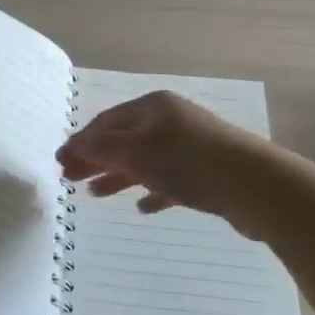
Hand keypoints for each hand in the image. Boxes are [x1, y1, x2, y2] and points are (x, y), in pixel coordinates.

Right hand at [57, 90, 282, 236]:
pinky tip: (142, 207)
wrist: (255, 186)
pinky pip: (170, 181)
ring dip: (118, 176)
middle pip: (124, 139)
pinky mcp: (206, 175)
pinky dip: (152, 191)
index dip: (81, 141)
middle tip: (70, 179)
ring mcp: (190, 147)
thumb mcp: (137, 151)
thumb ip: (102, 148)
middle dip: (96, 158)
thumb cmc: (189, 162)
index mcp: (153, 107)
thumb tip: (72, 145)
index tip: (60, 162)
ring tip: (95, 194)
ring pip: (145, 160)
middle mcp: (170, 121)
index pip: (107, 121)